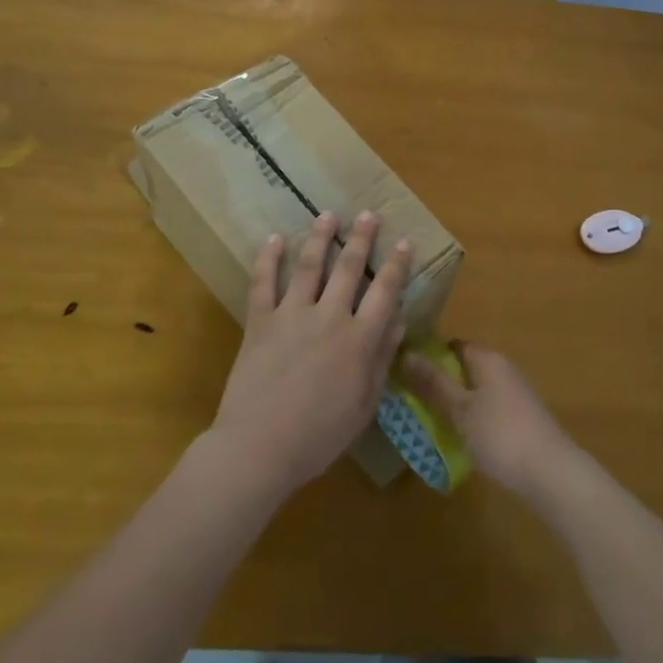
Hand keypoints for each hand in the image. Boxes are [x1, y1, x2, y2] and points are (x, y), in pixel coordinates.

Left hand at [210, 212, 410, 496]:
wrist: (259, 448)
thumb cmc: (319, 436)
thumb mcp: (365, 405)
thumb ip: (382, 360)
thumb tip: (399, 322)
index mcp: (359, 340)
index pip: (384, 293)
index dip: (395, 265)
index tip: (403, 242)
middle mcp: (329, 317)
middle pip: (348, 269)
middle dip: (361, 239)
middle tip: (367, 214)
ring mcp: (292, 315)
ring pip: (308, 266)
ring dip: (320, 238)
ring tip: (327, 214)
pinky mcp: (260, 321)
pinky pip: (263, 283)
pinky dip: (268, 258)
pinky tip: (274, 238)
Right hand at [400, 343, 574, 498]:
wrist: (551, 472)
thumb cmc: (500, 434)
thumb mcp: (460, 409)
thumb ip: (434, 383)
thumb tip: (407, 353)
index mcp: (488, 358)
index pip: (453, 345)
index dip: (429, 356)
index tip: (406, 374)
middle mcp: (503, 368)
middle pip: (464, 367)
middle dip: (440, 383)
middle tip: (412, 402)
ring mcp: (514, 393)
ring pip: (476, 390)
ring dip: (456, 403)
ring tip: (430, 422)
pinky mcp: (521, 417)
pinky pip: (488, 408)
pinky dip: (472, 418)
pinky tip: (460, 438)